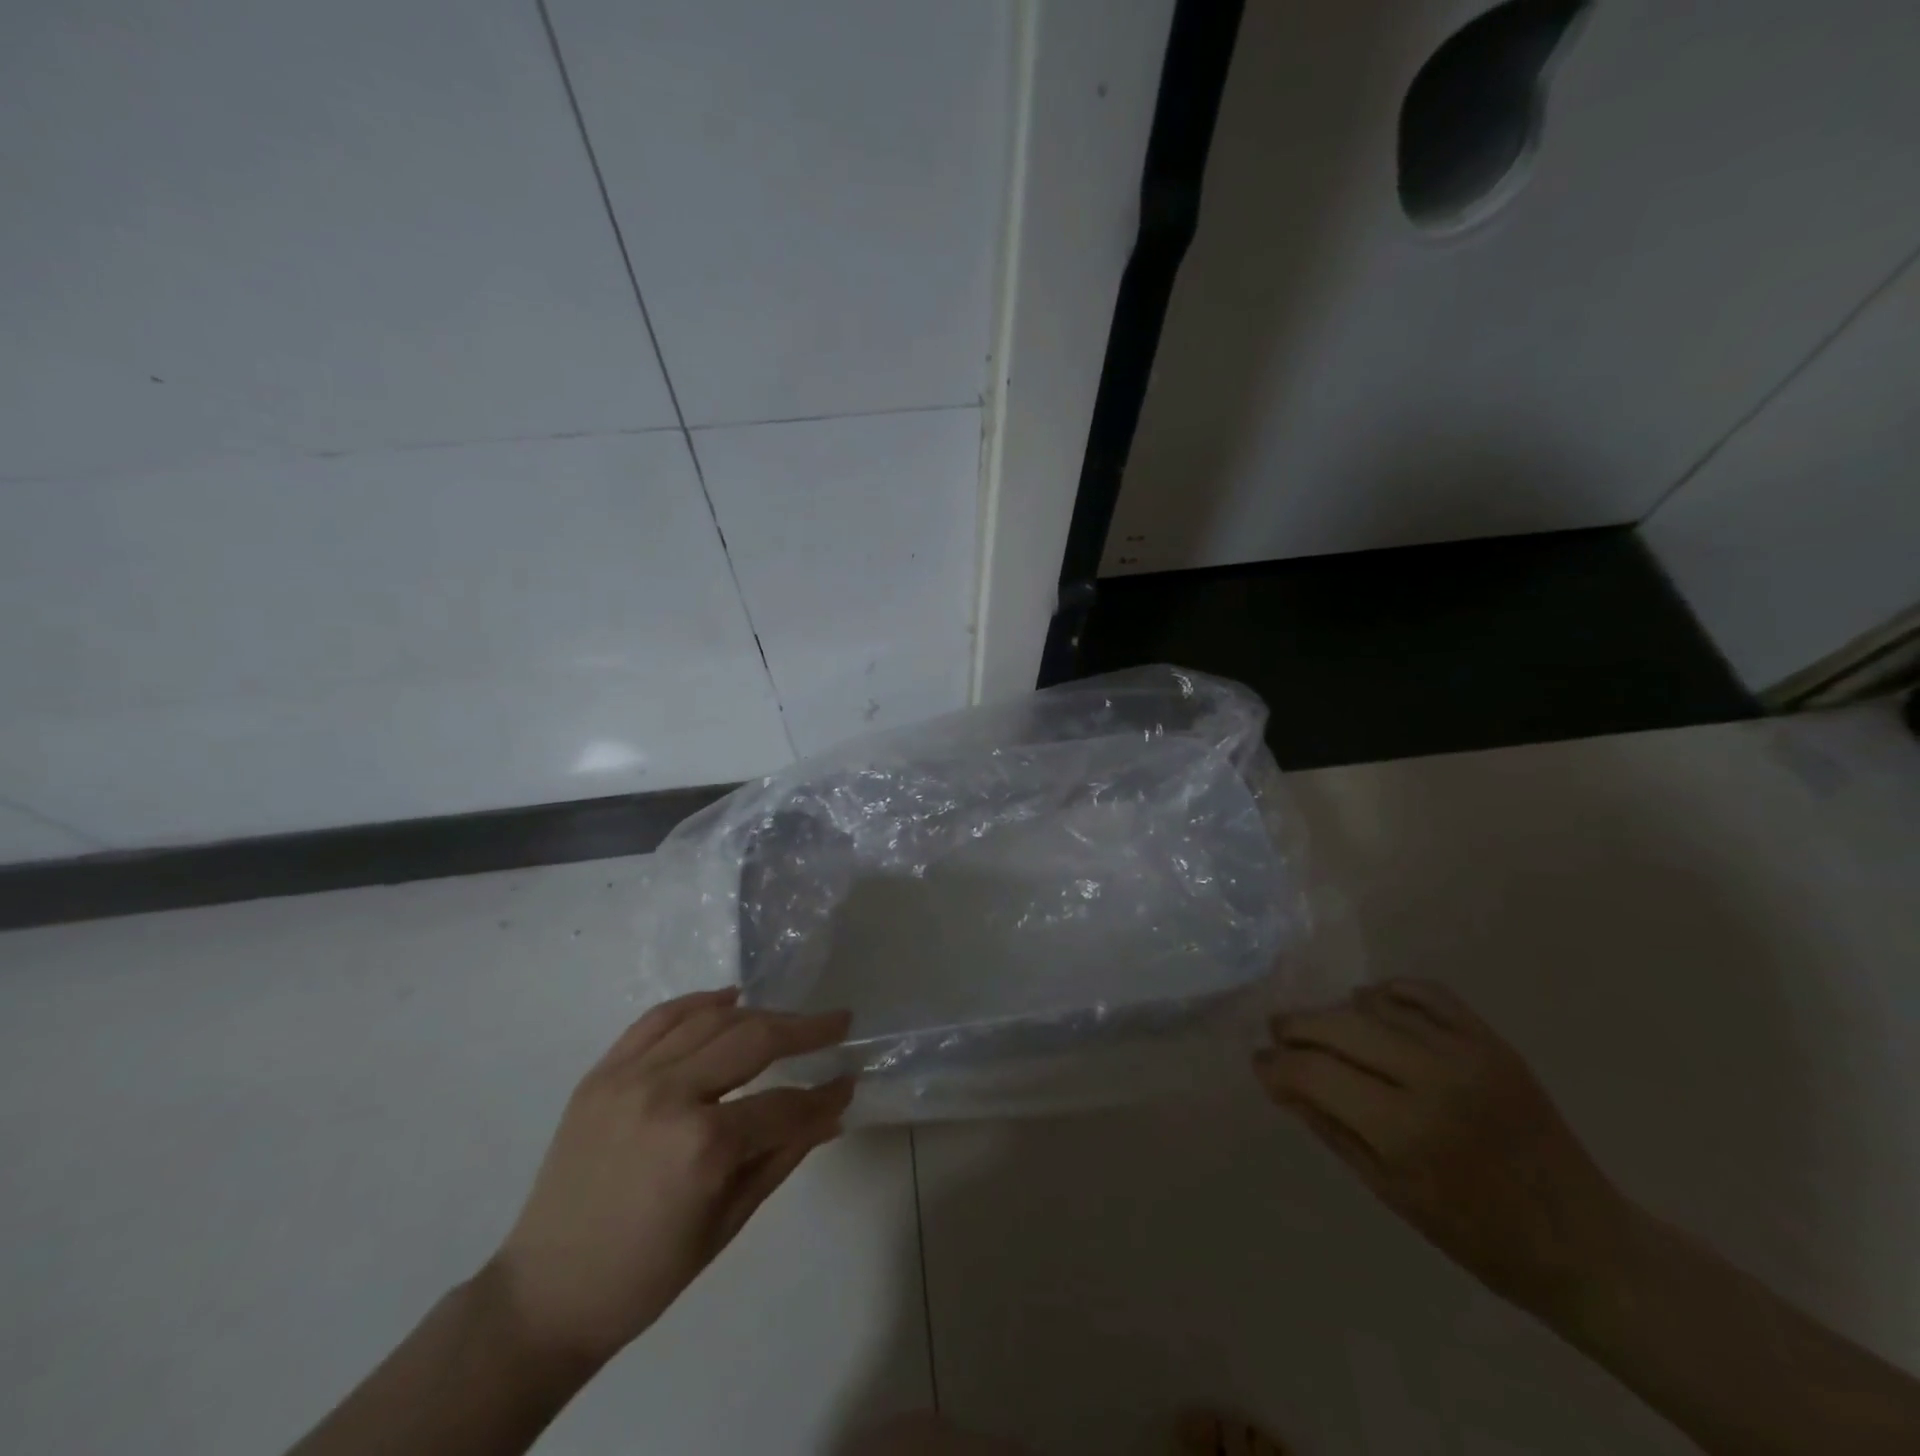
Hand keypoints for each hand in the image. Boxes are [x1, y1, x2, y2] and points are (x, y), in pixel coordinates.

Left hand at [486, 988, 853, 1368]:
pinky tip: (729, 998)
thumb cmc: (646, 1274)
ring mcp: (630, 1077)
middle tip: (838, 1022)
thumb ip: (784, 1154)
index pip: (782, 1104)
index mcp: (703, 1147)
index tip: (849, 1082)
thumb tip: (833, 1111)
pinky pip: (658, 1018)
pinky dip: (698, 1002)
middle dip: (804, 1029)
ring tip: (789, 1019)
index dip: (822, 1095)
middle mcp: (668, 1095)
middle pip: (753, 1038)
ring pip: (711, 1019)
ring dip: (759, 1013)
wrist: (544, 1294)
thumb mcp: (728, 1221)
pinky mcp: (602, 1072)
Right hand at [1255, 979, 1629, 1319]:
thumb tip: (1277, 1078)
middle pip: (1339, 1026)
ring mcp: (1467, 1052)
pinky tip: (1371, 1008)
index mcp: (1406, 1130)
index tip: (1259, 1065)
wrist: (1583, 1244)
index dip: (1275, 1064)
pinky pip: (1424, 993)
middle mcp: (1433, 1077)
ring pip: (1374, 1005)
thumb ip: (1326, 1125)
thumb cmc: (1475, 1234)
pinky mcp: (1492, 1040)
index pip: (1314, 1072)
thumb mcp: (1387, 1190)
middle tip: (1277, 1037)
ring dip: (1335, 1013)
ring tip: (1321, 1029)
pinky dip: (1387, 992)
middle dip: (1296, 1028)